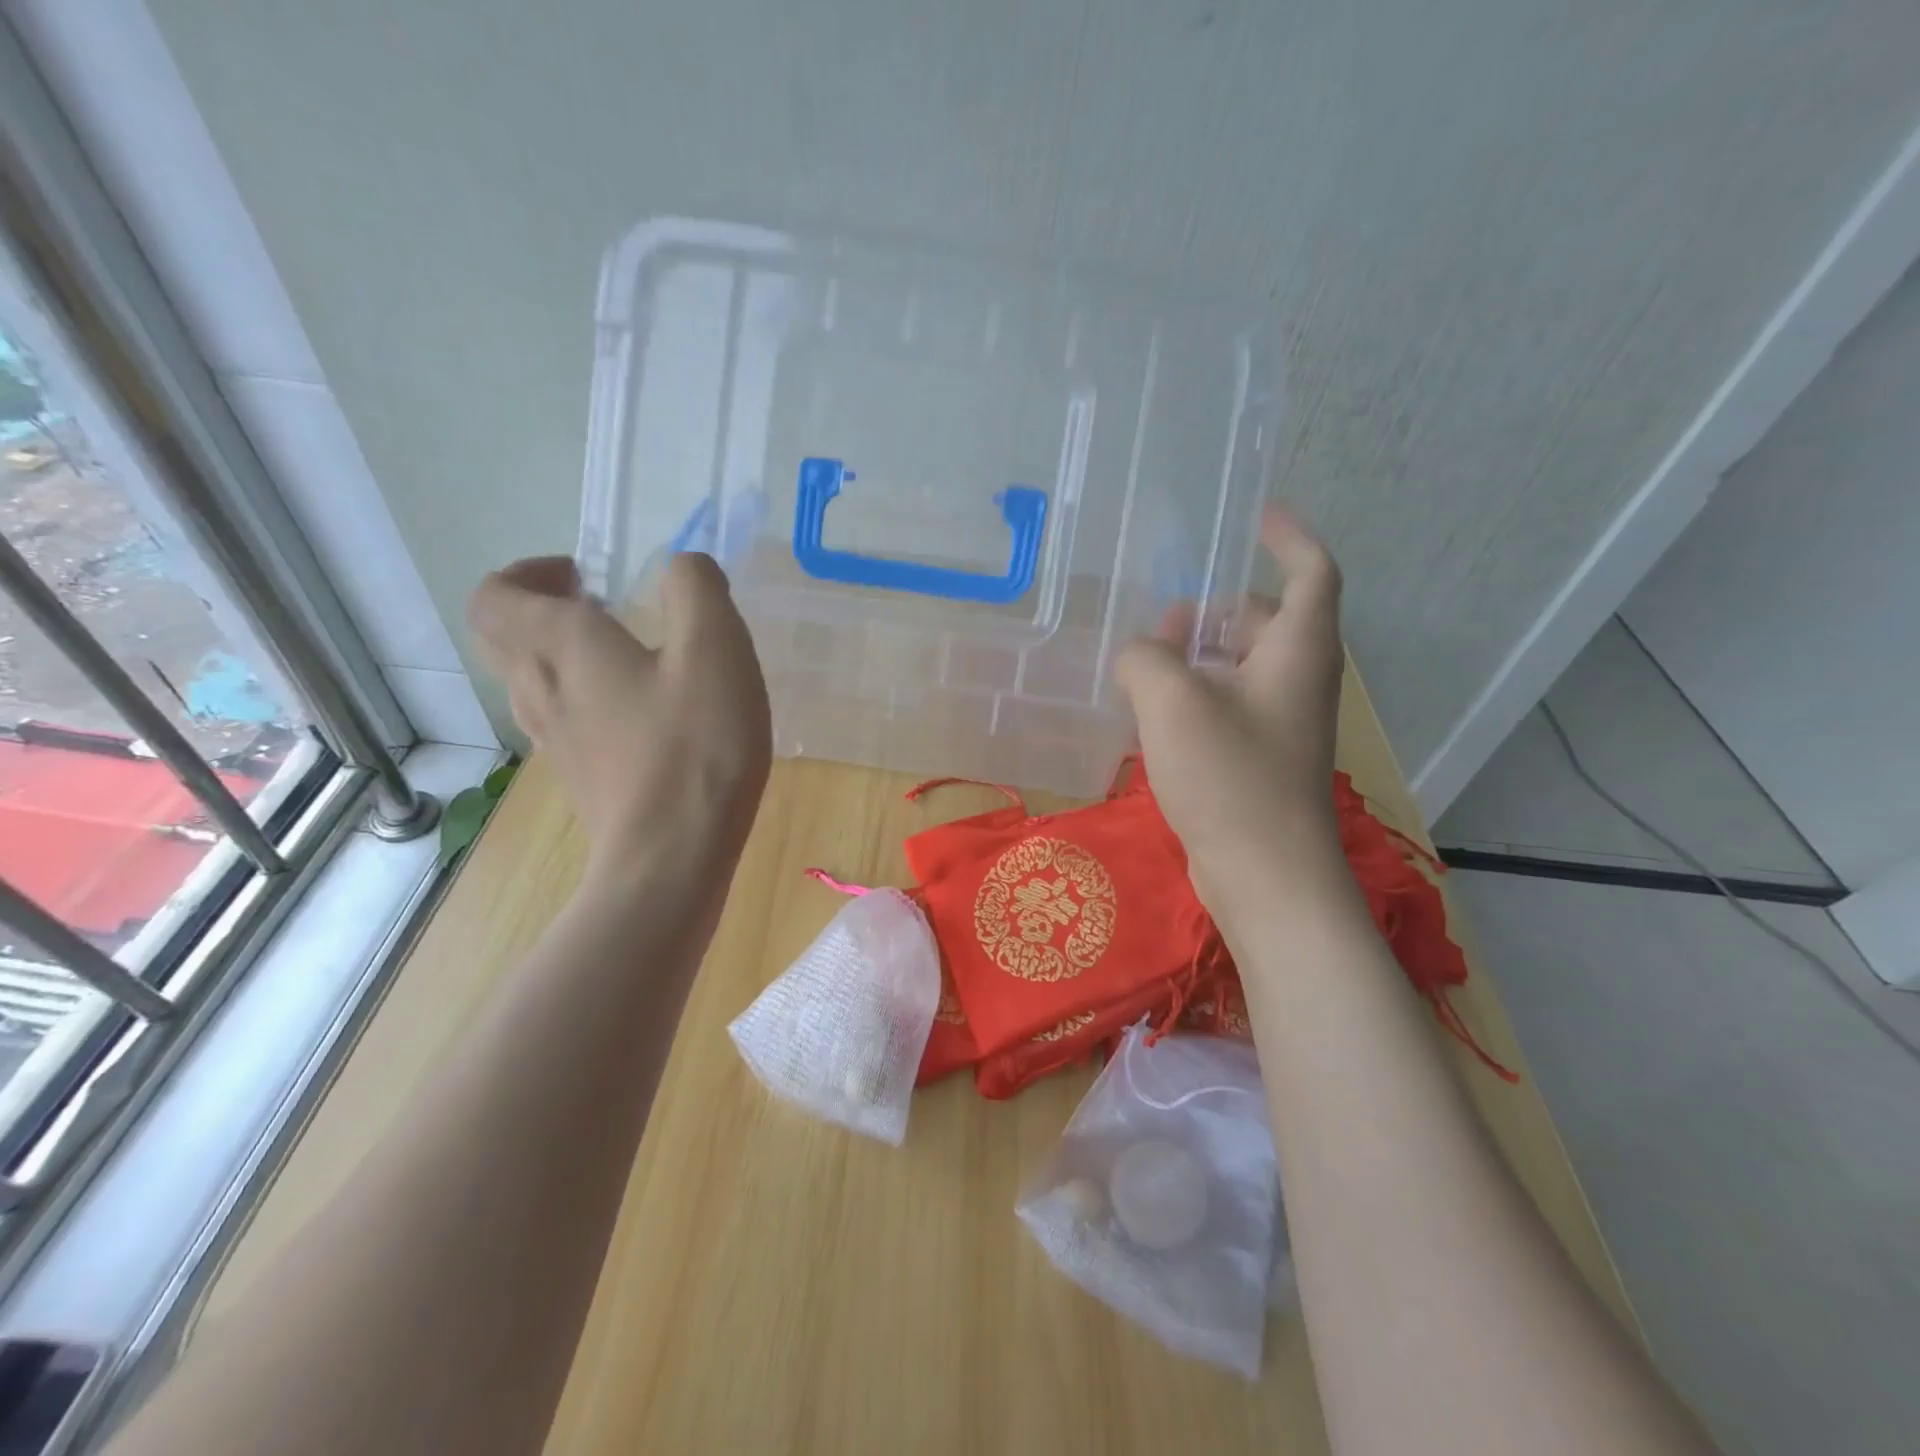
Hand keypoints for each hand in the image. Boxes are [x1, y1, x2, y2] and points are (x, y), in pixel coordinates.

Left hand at [468, 553, 771, 884]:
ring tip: (630, 655)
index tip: (583, 576)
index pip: (496, 594)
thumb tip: (684, 567)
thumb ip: (698, 589)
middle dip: (543, 609)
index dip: (527, 573)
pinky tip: (645, 712)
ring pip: (532, 680)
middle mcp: (539, 689)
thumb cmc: (694, 747)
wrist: (671, 860)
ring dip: (566, 654)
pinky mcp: (578, 776)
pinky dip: (587, 697)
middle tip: (602, 606)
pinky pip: (563, 718)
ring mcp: (553, 740)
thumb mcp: (716, 650)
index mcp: (561, 646)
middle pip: (506, 637)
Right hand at [1115, 506, 1347, 915]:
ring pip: (1239, 668)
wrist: (1265, 875)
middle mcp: (1297, 680)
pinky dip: (1193, 696)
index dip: (1288, 537)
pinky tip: (1148, 712)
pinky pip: (1226, 707)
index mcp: (1297, 651)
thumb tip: (1139, 653)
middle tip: (1163, 613)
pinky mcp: (1258, 760)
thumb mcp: (1173, 703)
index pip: (1311, 572)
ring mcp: (1280, 724)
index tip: (1257, 514)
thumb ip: (1146, 658)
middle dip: (1214, 609)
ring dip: (1197, 656)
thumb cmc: (1230, 777)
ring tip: (1143, 660)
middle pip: (1263, 622)